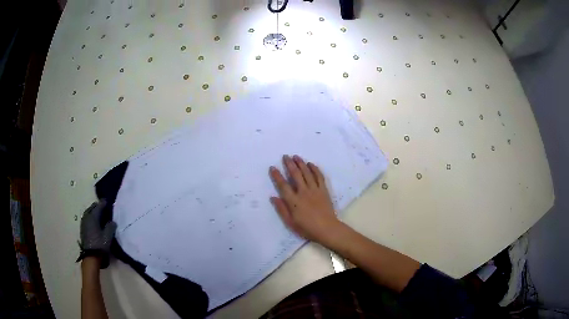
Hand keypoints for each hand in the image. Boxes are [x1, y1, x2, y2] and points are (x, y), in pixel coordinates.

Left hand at [80, 200, 116, 253]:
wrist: (91, 257)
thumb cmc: (100, 245)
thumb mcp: (108, 236)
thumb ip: (110, 227)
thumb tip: (112, 221)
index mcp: (93, 217)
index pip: (98, 206)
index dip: (103, 203)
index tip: (107, 201)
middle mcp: (87, 217)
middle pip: (92, 208)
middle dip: (97, 206)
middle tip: (103, 207)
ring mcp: (84, 223)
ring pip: (88, 212)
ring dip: (93, 211)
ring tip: (98, 213)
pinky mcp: (83, 229)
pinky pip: (87, 218)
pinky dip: (90, 216)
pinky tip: (94, 221)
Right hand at [269, 155, 341, 243]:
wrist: (327, 229)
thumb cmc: (307, 228)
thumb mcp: (290, 222)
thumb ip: (281, 209)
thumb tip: (273, 197)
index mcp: (294, 201)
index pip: (283, 185)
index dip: (277, 175)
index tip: (272, 167)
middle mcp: (303, 192)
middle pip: (295, 175)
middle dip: (289, 164)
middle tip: (285, 156)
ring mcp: (315, 190)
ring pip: (307, 173)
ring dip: (301, 163)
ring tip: (296, 156)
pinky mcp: (324, 190)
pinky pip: (319, 176)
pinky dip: (315, 169)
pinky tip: (311, 164)